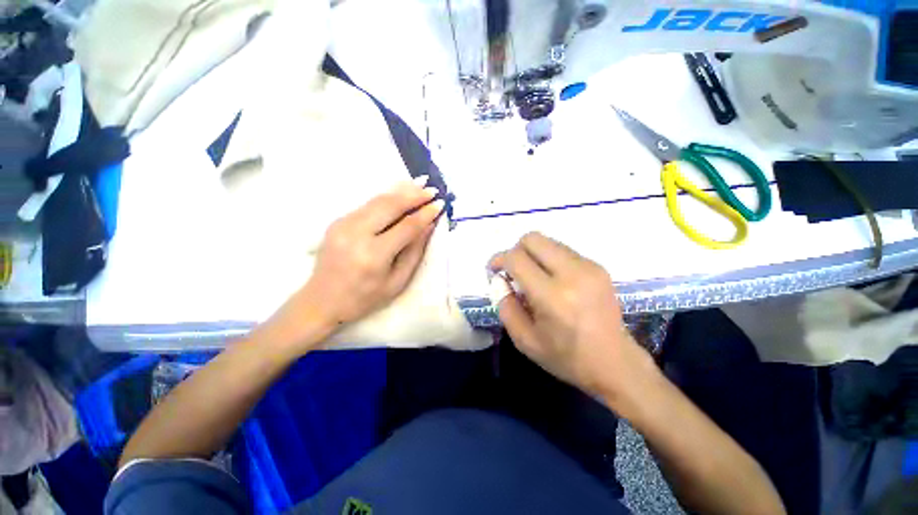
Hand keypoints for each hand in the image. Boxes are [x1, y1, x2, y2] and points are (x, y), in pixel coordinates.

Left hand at [255, 180, 442, 354]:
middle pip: (390, 205)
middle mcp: (356, 234)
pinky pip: (367, 204)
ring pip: (378, 200)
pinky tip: (400, 192)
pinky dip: (387, 197)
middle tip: (432, 190)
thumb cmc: (365, 298)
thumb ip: (414, 252)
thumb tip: (428, 225)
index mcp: (374, 255)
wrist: (322, 300)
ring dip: (401, 191)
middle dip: (414, 195)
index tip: (440, 204)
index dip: (425, 213)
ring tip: (420, 184)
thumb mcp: (397, 282)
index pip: (407, 226)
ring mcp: (343, 224)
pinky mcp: (338, 221)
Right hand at [489, 233, 656, 404]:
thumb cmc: (565, 357)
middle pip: (533, 239)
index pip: (516, 258)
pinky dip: (549, 259)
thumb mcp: (524, 340)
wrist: (615, 363)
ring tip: (533, 278)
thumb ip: (505, 305)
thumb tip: (499, 279)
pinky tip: (552, 280)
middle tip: (513, 271)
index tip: (493, 270)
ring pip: (548, 241)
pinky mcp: (597, 267)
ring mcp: (589, 267)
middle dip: (515, 250)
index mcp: (552, 296)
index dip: (499, 260)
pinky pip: (563, 250)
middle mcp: (572, 273)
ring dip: (533, 254)